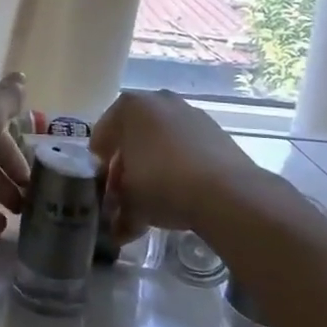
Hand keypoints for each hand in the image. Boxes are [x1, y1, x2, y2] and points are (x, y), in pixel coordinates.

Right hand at [91, 89, 286, 240]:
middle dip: (127, 164)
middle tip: (126, 193)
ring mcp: (189, 113)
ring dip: (153, 164)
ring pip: (160, 140)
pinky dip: (179, 165)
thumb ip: (118, 209)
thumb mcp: (129, 201)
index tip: (104, 188)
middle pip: (132, 135)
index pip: (101, 135)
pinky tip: (182, 192)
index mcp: (129, 106)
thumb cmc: (162, 184)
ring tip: (155, 197)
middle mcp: (158, 100)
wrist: (227, 193)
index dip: (99, 164)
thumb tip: (116, 226)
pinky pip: (185, 147)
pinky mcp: (215, 130)